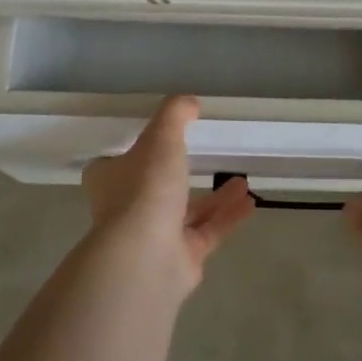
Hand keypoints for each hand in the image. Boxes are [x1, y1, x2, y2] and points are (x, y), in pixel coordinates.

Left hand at [81, 96, 254, 295]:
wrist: (147, 256)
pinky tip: (250, 202)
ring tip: (241, 179)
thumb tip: (189, 102)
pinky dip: (228, 217)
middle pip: (155, 189)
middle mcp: (128, 209)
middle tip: (207, 158)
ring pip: (187, 212)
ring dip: (215, 197)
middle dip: (182, 175)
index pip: (118, 164)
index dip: (136, 152)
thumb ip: (174, 115)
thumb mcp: (161, 138)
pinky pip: (208, 232)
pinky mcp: (180, 258)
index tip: (160, 141)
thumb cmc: (145, 189)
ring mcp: (154, 237)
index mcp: (111, 180)